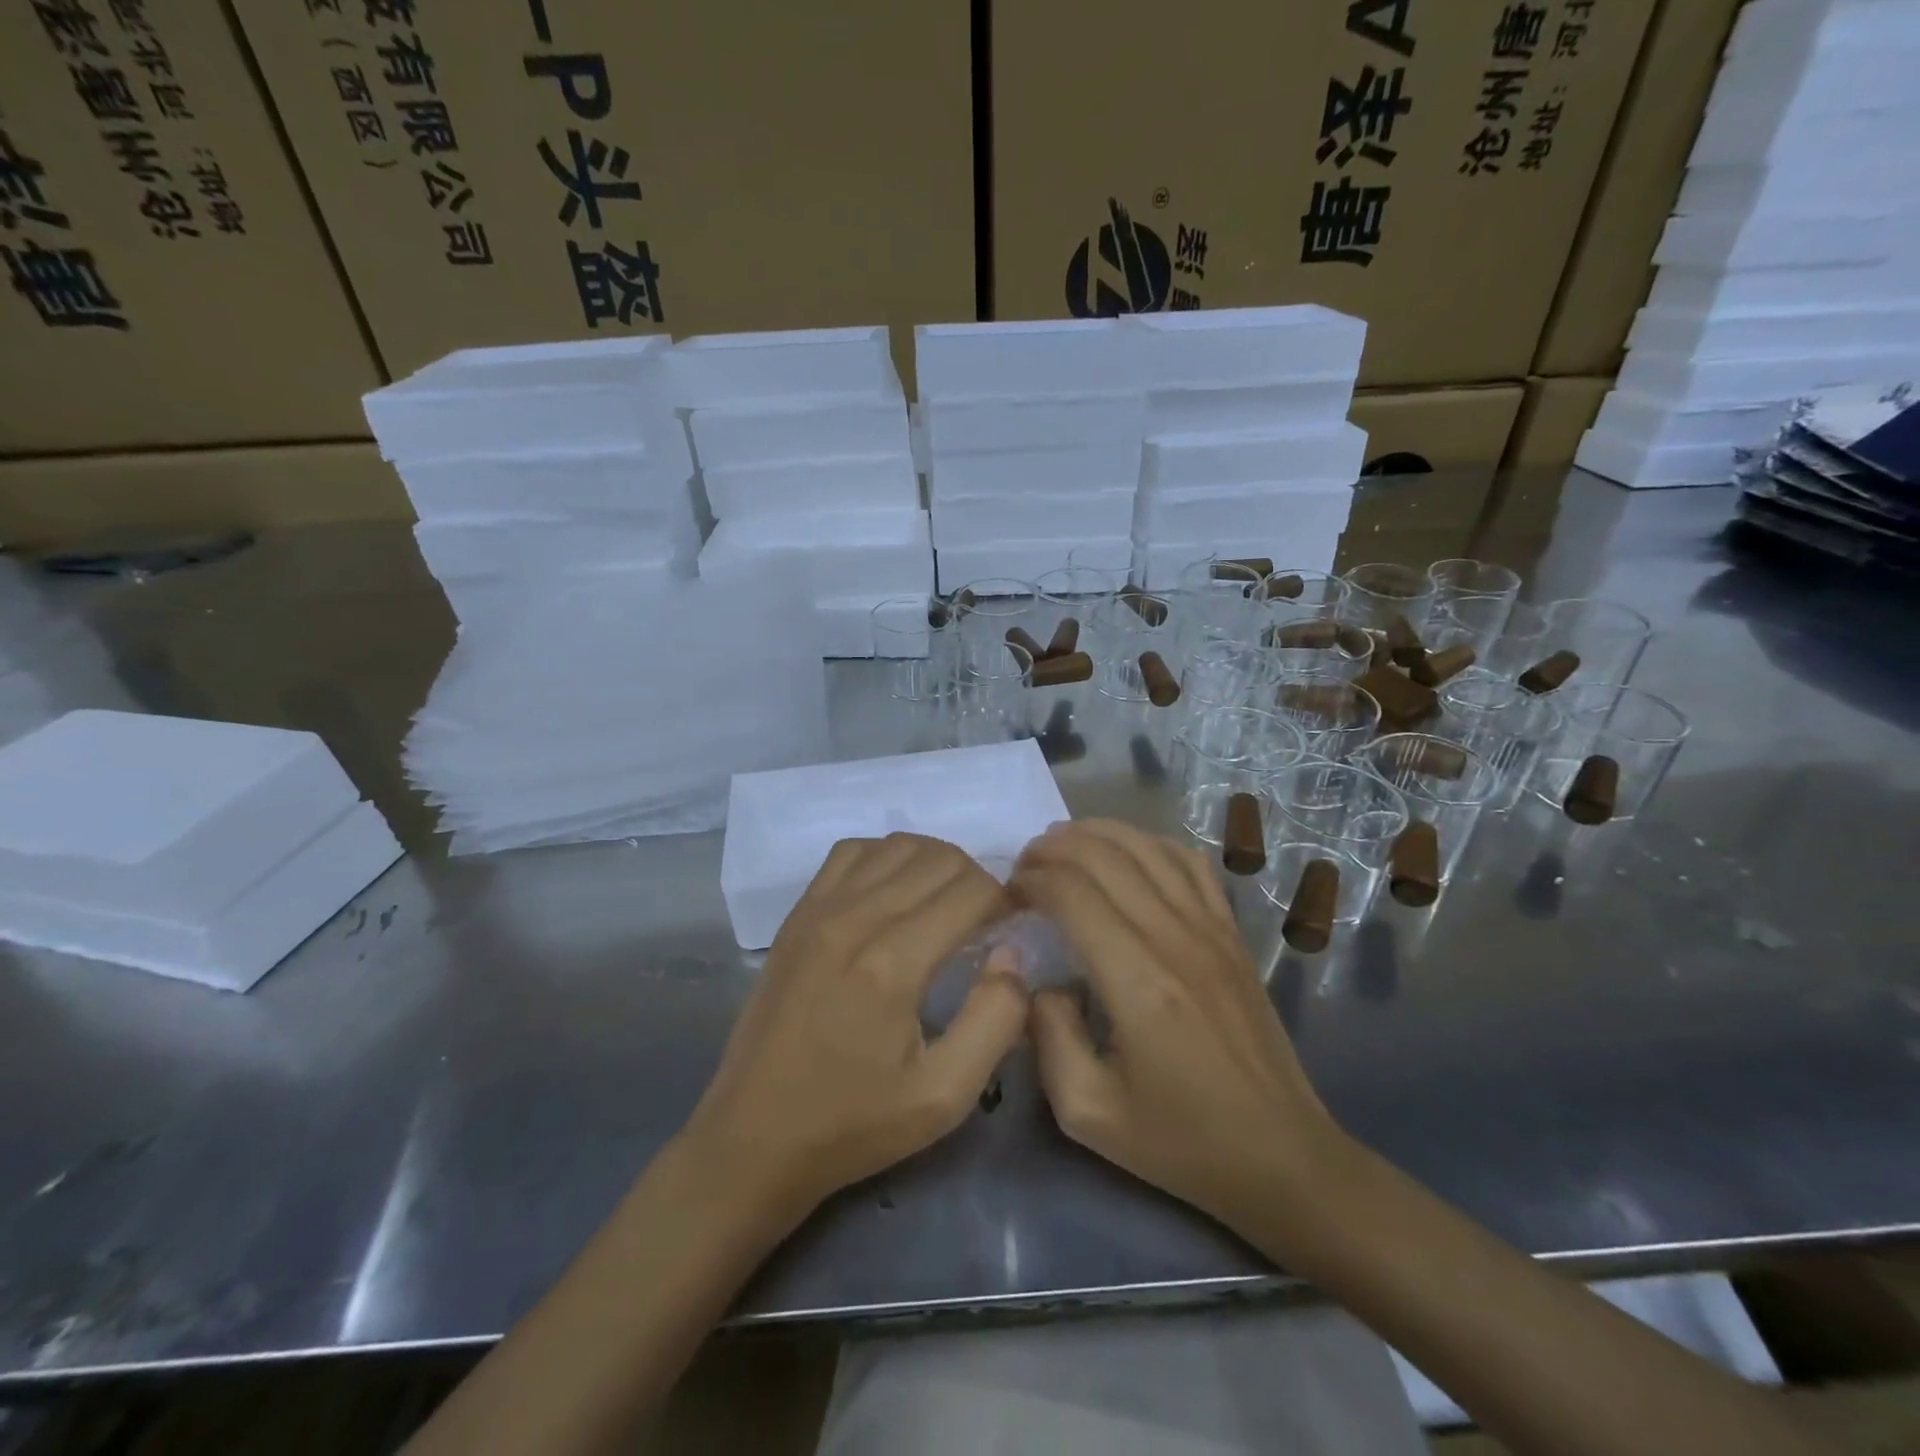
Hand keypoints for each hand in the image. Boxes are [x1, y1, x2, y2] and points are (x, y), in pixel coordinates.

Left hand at [681, 833, 1027, 1223]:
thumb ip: (995, 1019)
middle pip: (939, 858)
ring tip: (945, 904)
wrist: (753, 1136)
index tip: (1013, 929)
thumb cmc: (854, 1123)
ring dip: (935, 863)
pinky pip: (851, 852)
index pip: (972, 890)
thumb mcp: (944, 1096)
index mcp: (894, 963)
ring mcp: (820, 909)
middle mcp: (856, 918)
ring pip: (897, 845)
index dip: (1006, 901)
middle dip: (977, 881)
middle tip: (986, 921)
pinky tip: (893, 893)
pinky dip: (885, 857)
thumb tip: (1012, 954)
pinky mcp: (797, 914)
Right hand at [1012, 820, 1340, 1230]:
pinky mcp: (1232, 932)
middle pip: (1104, 856)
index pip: (1072, 893)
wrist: (1280, 1155)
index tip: (1008, 896)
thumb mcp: (1088, 1111)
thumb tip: (1037, 978)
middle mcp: (1175, 939)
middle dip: (1052, 848)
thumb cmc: (1180, 1140)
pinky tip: (1126, 854)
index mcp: (1138, 982)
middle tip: (1024, 867)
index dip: (1031, 881)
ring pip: (1147, 846)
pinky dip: (1149, 843)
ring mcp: (1211, 929)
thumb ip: (1047, 1035)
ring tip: (1061, 847)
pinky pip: (1189, 863)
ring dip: (1096, 834)